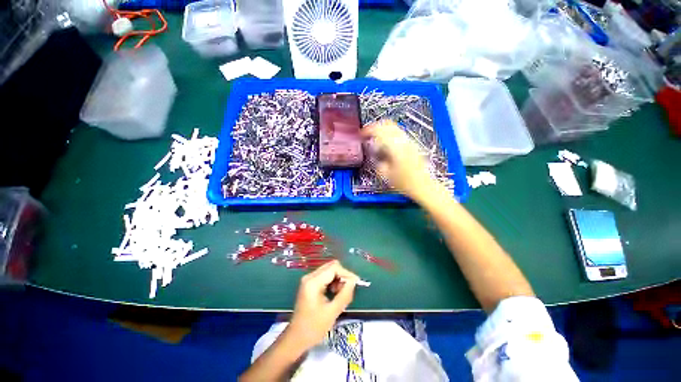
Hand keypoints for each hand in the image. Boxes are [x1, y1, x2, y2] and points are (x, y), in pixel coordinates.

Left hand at [286, 260, 358, 349]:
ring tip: (340, 294)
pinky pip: (325, 276)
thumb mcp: (332, 312)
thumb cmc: (313, 328)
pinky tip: (334, 293)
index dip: (346, 273)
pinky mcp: (309, 284)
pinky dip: (332, 282)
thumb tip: (354, 281)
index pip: (334, 268)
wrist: (296, 338)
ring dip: (338, 279)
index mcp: (313, 282)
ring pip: (329, 270)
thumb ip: (345, 294)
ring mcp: (309, 279)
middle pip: (331, 266)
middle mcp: (310, 276)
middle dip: (342, 276)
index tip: (355, 283)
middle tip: (347, 290)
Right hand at [362, 120, 436, 201]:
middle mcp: (403, 141)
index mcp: (395, 147)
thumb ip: (377, 161)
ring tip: (375, 139)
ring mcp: (410, 142)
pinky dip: (390, 135)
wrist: (423, 186)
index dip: (368, 130)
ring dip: (383, 130)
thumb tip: (374, 154)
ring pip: (394, 127)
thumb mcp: (385, 174)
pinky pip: (399, 134)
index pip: (380, 130)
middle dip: (375, 127)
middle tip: (367, 134)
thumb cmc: (404, 183)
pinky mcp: (413, 145)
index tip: (361, 134)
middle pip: (388, 124)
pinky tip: (386, 145)